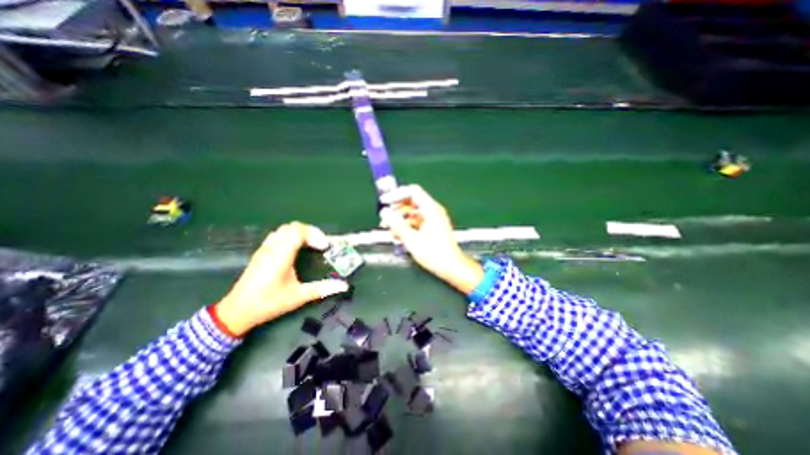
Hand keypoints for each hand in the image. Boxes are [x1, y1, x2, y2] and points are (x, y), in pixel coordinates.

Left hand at [212, 222, 346, 336]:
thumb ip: (322, 289)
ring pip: (284, 229)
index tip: (324, 247)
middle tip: (321, 244)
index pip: (298, 231)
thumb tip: (344, 286)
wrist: (237, 311)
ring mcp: (265, 249)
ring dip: (300, 233)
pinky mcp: (261, 252)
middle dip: (310, 232)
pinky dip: (291, 236)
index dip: (314, 235)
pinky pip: (278, 235)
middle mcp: (272, 248)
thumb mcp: (298, 297)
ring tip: (311, 244)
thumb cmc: (269, 303)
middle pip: (292, 227)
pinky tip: (296, 249)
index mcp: (281, 255)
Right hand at [378, 184, 478, 294]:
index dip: (396, 194)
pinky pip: (417, 221)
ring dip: (400, 220)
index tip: (384, 202)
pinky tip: (399, 237)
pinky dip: (407, 226)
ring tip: (391, 232)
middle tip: (385, 220)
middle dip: (396, 210)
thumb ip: (397, 224)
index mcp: (431, 209)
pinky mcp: (432, 227)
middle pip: (411, 202)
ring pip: (412, 213)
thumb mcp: (411, 239)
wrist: (451, 267)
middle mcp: (433, 211)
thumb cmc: (433, 253)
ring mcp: (433, 219)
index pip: (412, 191)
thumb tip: (385, 212)